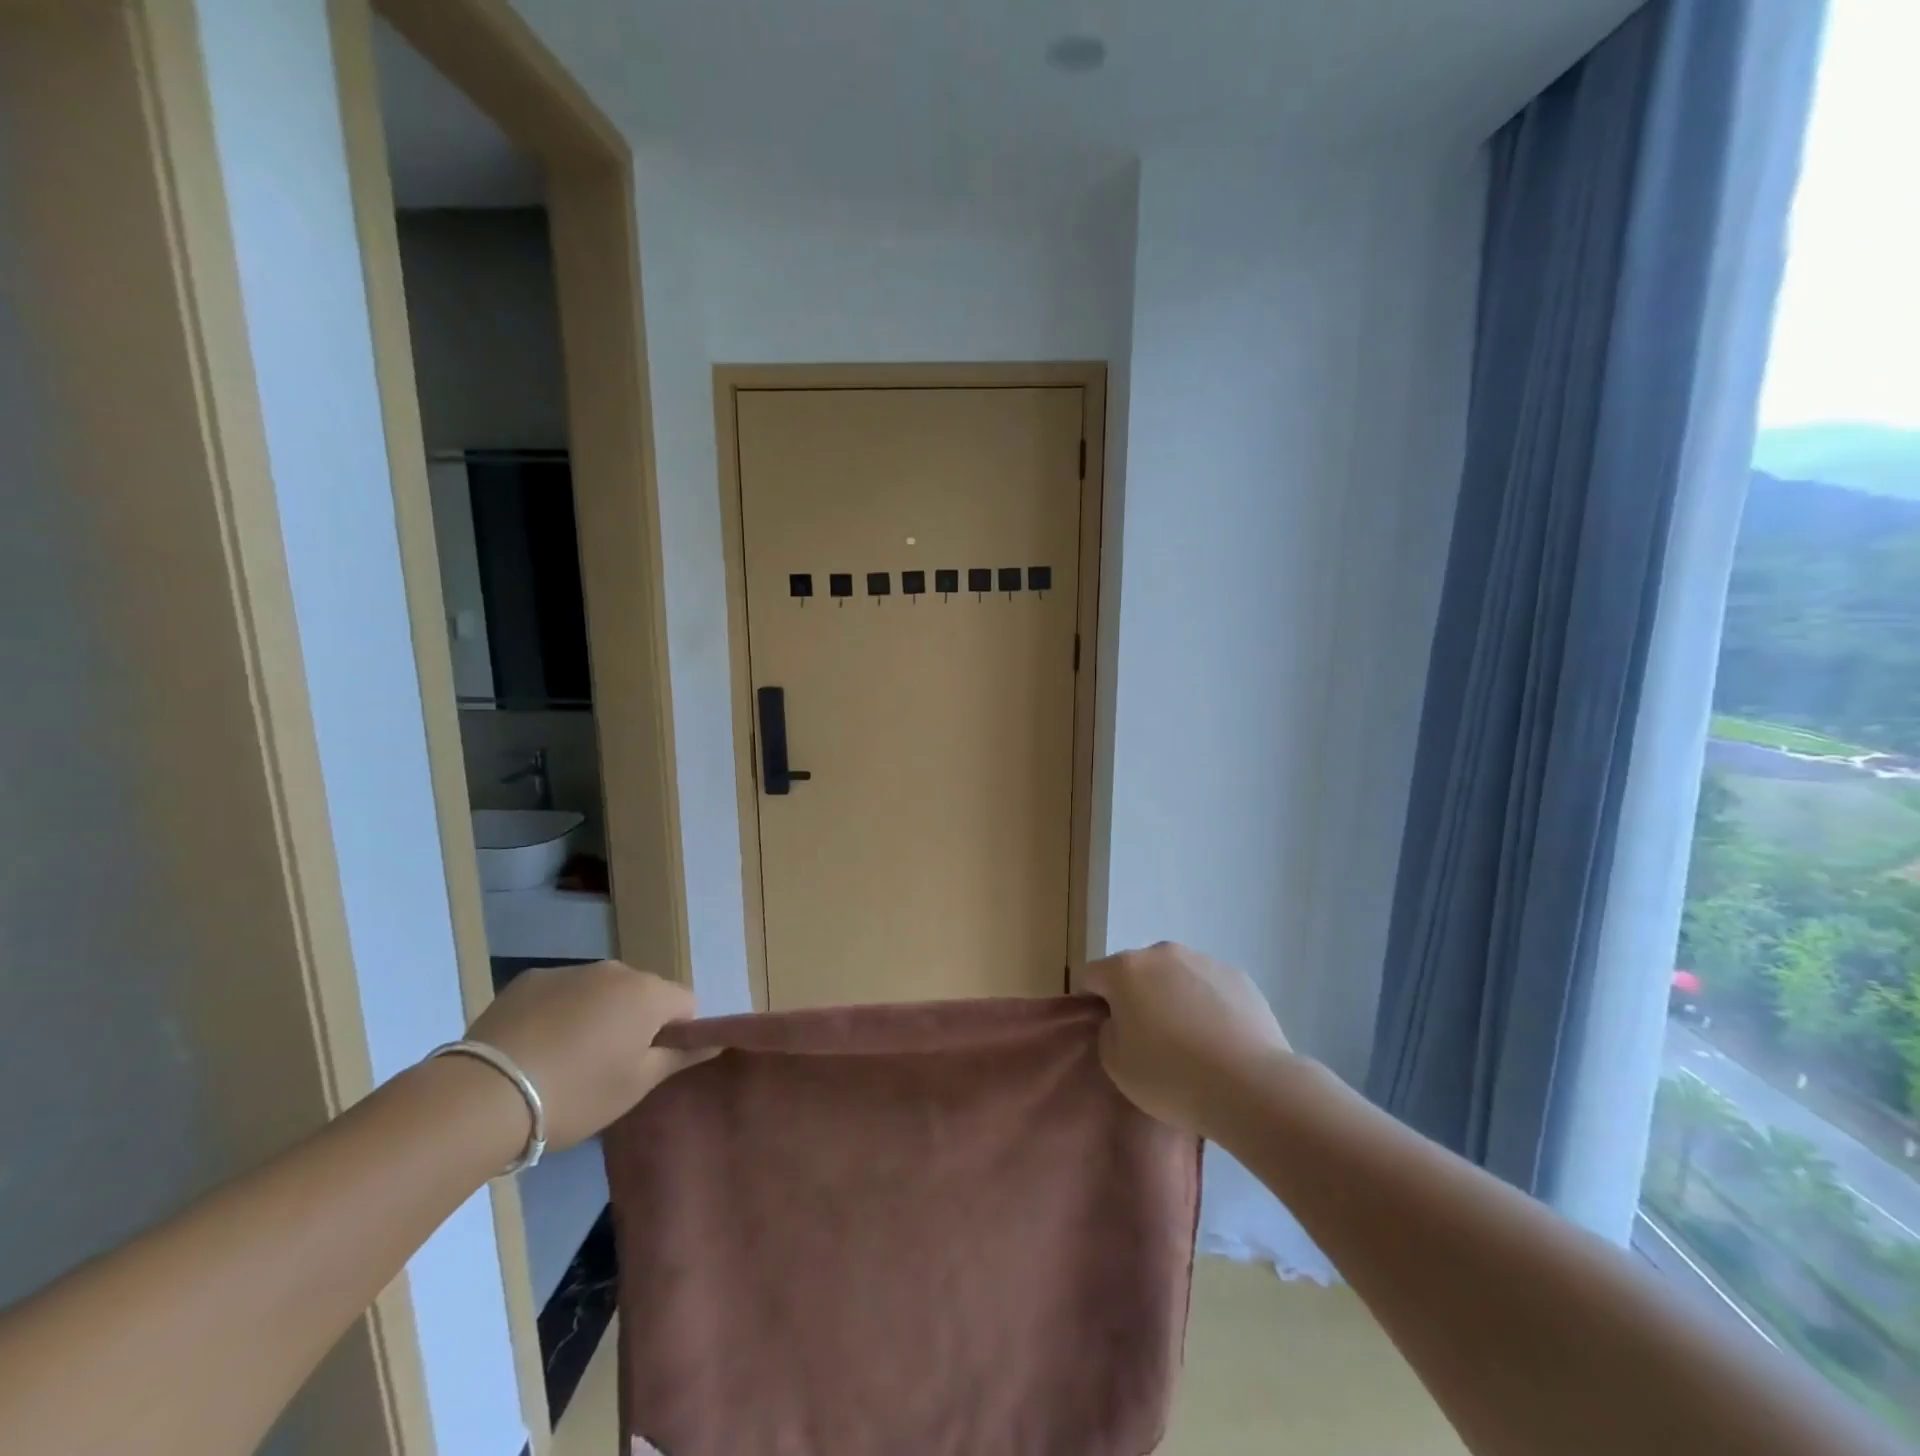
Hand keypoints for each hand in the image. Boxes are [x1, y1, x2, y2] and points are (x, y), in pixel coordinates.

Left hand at [463, 961, 710, 1148]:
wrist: (484, 1096)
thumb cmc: (577, 1093)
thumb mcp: (636, 1085)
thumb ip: (680, 1056)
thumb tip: (715, 1040)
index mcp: (648, 993)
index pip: (686, 1002)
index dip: (676, 1033)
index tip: (650, 1064)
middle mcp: (615, 970)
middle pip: (643, 993)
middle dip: (636, 1021)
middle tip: (609, 1066)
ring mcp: (570, 970)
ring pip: (601, 991)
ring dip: (598, 1015)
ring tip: (567, 1060)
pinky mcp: (529, 980)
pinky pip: (562, 992)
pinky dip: (560, 1013)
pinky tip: (536, 1048)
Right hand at [1078, 942, 1290, 1138]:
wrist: (1250, 1086)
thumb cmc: (1170, 1075)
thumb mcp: (1115, 1064)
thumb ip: (1108, 1032)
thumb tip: (1122, 1020)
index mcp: (1125, 969)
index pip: (1092, 976)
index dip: (1092, 1002)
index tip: (1104, 1032)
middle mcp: (1163, 953)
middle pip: (1136, 971)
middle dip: (1136, 997)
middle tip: (1148, 1040)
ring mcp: (1204, 961)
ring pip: (1175, 976)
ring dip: (1173, 998)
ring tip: (1190, 1043)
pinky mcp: (1239, 977)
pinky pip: (1210, 988)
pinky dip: (1208, 1006)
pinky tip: (1220, 1041)